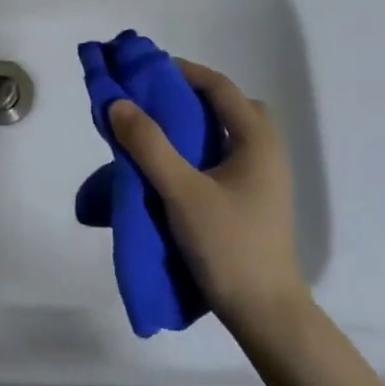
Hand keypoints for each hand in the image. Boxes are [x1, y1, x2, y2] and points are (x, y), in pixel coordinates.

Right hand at [108, 60, 305, 334]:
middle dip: (190, 95)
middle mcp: (267, 151)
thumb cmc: (228, 246)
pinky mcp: (253, 199)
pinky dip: (199, 148)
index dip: (182, 71)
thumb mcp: (182, 192)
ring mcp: (263, 178)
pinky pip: (225, 156)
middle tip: (152, 100)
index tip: (145, 71)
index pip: (219, 87)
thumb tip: (117, 103)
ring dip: (194, 123)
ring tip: (157, 130)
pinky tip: (172, 166)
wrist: (265, 314)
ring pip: (227, 132)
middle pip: (228, 105)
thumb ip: (149, 145)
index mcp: (258, 140)